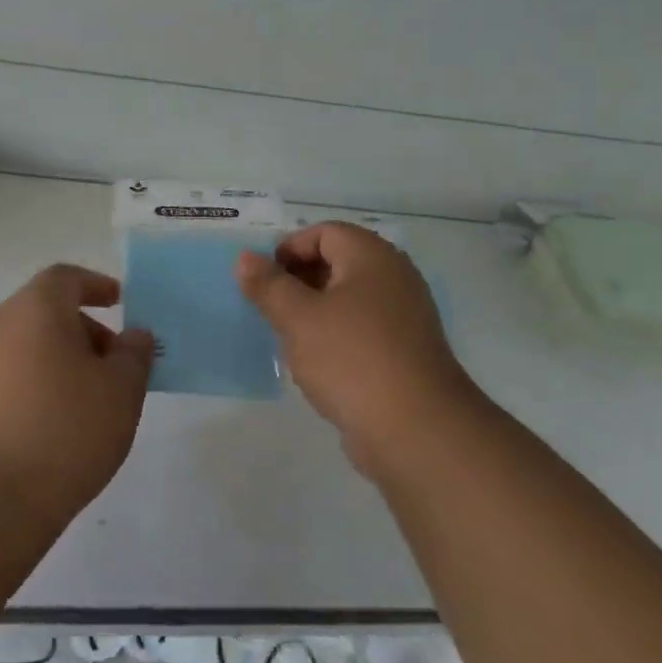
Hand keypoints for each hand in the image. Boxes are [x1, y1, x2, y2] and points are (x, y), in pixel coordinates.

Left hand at [0, 264, 154, 527]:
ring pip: (21, 347)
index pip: (64, 278)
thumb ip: (134, 355)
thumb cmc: (65, 431)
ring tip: (82, 402)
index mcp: (34, 310)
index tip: (118, 301)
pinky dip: (28, 387)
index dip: (94, 285)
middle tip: (110, 366)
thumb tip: (134, 336)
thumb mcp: (122, 391)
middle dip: (80, 330)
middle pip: (42, 312)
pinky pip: (1, 379)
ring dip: (53, 361)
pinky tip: (45, 428)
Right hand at [237, 223, 473, 472]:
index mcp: (372, 257)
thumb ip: (268, 285)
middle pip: (339, 261)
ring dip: (315, 310)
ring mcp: (404, 316)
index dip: (289, 248)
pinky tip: (317, 363)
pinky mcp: (405, 352)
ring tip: (288, 336)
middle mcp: (394, 278)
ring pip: (349, 298)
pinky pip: (363, 328)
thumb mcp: (298, 318)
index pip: (325, 232)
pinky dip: (336, 336)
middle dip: (299, 279)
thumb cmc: (351, 359)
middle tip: (271, 307)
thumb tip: (245, 258)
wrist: (416, 430)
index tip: (264, 280)